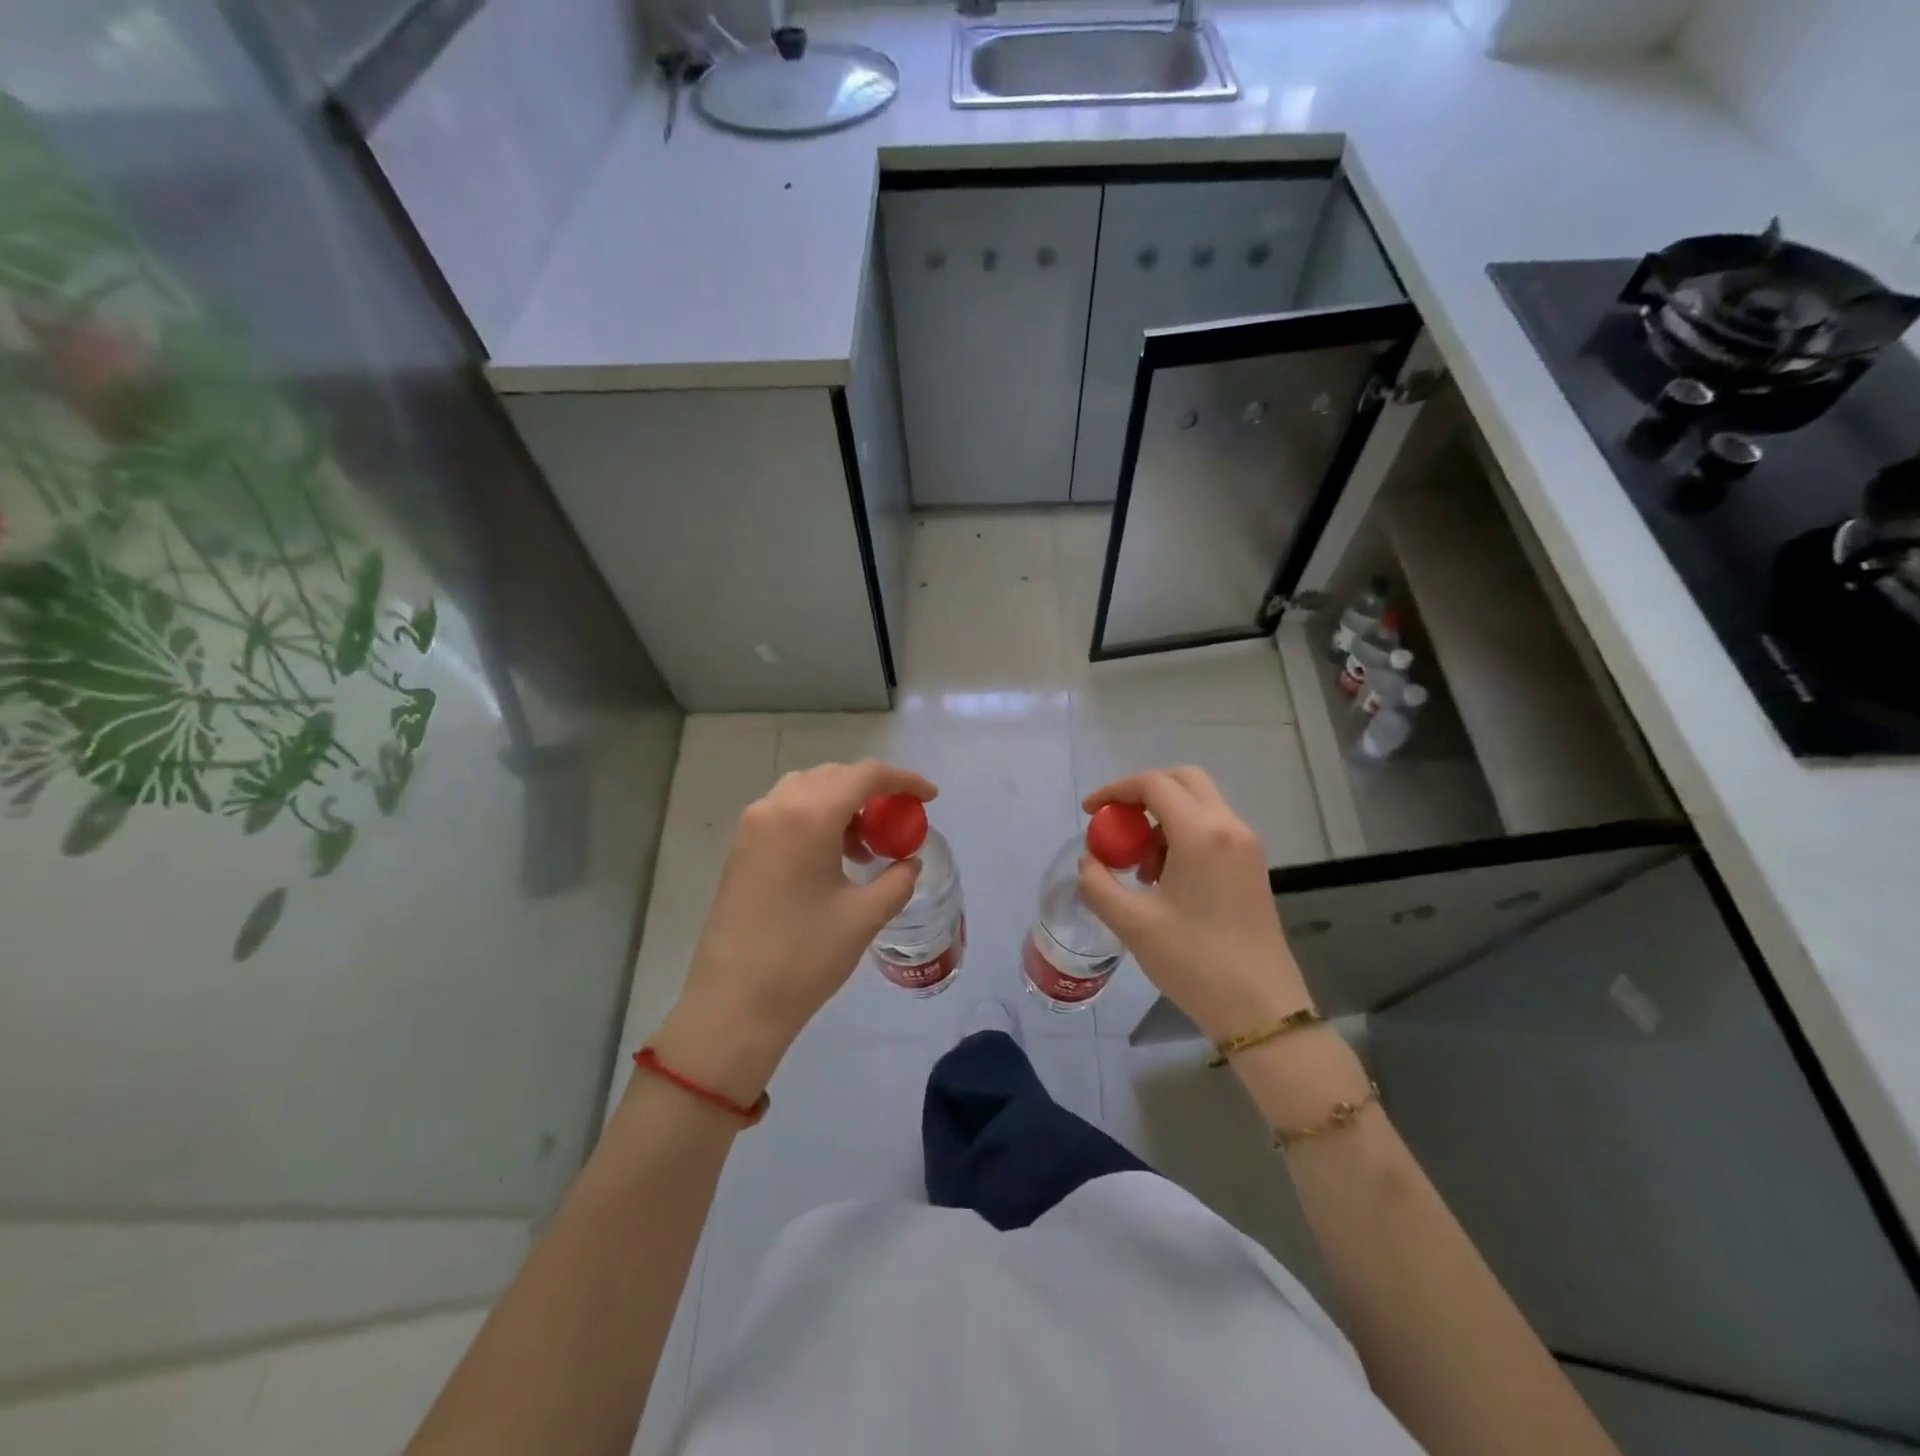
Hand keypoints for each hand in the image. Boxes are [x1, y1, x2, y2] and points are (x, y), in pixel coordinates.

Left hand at [652, 760, 935, 1107]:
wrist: (734, 1003)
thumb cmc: (804, 957)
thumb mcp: (864, 917)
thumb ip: (897, 880)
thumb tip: (908, 863)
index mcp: (808, 816)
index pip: (865, 775)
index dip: (903, 780)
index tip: (930, 798)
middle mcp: (776, 807)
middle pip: (834, 776)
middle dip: (873, 791)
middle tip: (898, 823)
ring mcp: (752, 826)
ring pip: (807, 790)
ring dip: (842, 804)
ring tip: (864, 847)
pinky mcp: (741, 848)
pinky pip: (786, 811)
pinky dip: (816, 818)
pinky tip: (831, 858)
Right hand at [1078, 767, 1311, 1042]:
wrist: (1261, 1009)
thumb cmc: (1194, 961)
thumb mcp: (1132, 923)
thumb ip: (1098, 884)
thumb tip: (1090, 860)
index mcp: (1201, 833)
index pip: (1153, 784)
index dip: (1115, 790)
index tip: (1089, 812)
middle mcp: (1229, 827)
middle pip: (1183, 780)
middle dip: (1143, 793)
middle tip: (1116, 823)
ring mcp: (1246, 845)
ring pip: (1199, 803)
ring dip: (1163, 816)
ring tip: (1139, 864)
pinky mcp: (1252, 865)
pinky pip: (1212, 828)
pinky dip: (1182, 834)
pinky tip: (1164, 877)